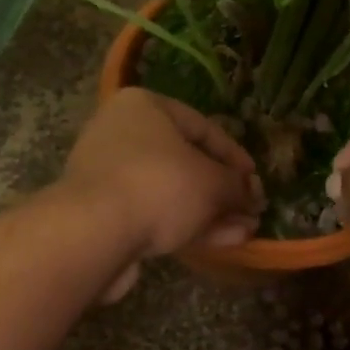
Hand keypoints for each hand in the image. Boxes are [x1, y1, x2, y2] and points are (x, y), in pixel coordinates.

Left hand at [62, 88, 264, 300]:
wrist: (94, 233)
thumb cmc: (159, 186)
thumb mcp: (212, 182)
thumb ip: (236, 186)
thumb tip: (252, 195)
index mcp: (144, 107)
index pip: (202, 126)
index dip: (235, 155)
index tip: (255, 180)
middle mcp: (122, 134)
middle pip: (186, 161)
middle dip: (223, 189)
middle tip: (251, 209)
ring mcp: (110, 175)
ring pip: (172, 191)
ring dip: (211, 212)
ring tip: (245, 231)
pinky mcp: (104, 213)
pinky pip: (154, 213)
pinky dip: (186, 225)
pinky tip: (221, 242)